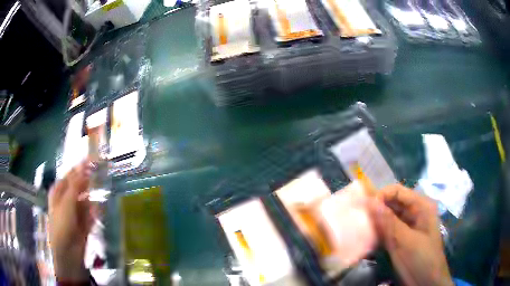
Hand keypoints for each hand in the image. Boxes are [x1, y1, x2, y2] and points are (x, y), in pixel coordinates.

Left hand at [48, 160, 93, 280]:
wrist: (68, 252)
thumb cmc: (62, 223)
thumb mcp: (67, 201)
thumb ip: (76, 183)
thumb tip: (84, 165)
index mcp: (59, 190)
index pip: (71, 174)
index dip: (81, 167)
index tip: (94, 160)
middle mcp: (67, 198)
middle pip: (79, 186)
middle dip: (89, 183)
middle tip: (101, 177)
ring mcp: (75, 211)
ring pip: (86, 200)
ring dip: (92, 201)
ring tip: (97, 201)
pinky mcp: (83, 223)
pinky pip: (90, 214)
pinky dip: (94, 215)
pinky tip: (95, 217)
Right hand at [367, 184, 453, 285]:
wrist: (425, 282)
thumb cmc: (421, 259)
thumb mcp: (405, 241)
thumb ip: (389, 222)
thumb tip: (370, 202)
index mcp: (421, 206)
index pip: (398, 192)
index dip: (381, 195)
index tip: (364, 207)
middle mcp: (413, 213)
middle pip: (392, 203)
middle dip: (376, 209)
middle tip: (357, 218)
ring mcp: (406, 227)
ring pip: (387, 217)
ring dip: (374, 222)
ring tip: (358, 227)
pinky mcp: (399, 239)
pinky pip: (386, 231)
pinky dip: (376, 233)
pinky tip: (365, 237)